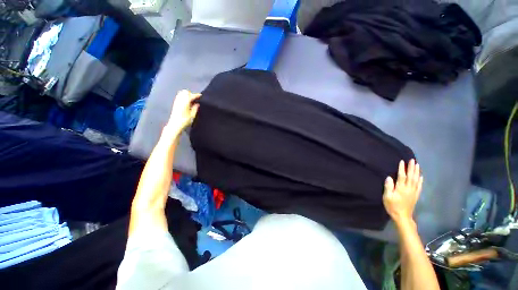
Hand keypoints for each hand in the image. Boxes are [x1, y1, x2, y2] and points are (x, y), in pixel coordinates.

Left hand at [165, 90, 200, 134]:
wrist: (175, 125)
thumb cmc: (184, 121)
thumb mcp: (192, 115)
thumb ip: (195, 108)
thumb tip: (197, 104)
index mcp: (185, 103)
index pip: (191, 96)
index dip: (196, 95)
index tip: (200, 96)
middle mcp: (180, 100)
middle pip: (185, 92)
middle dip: (191, 94)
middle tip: (195, 99)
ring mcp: (176, 102)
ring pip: (181, 93)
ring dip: (187, 95)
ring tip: (191, 100)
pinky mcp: (175, 104)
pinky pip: (179, 97)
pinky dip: (183, 97)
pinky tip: (187, 102)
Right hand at [383, 159, 422, 224]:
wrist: (402, 216)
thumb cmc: (392, 206)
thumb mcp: (387, 197)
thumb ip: (389, 187)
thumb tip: (389, 177)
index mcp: (401, 188)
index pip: (402, 176)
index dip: (402, 168)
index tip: (402, 161)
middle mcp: (409, 189)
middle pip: (411, 176)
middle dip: (412, 168)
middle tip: (412, 160)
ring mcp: (413, 192)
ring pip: (416, 180)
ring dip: (417, 172)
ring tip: (417, 165)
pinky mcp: (416, 195)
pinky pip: (419, 186)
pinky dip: (420, 180)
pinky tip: (421, 176)